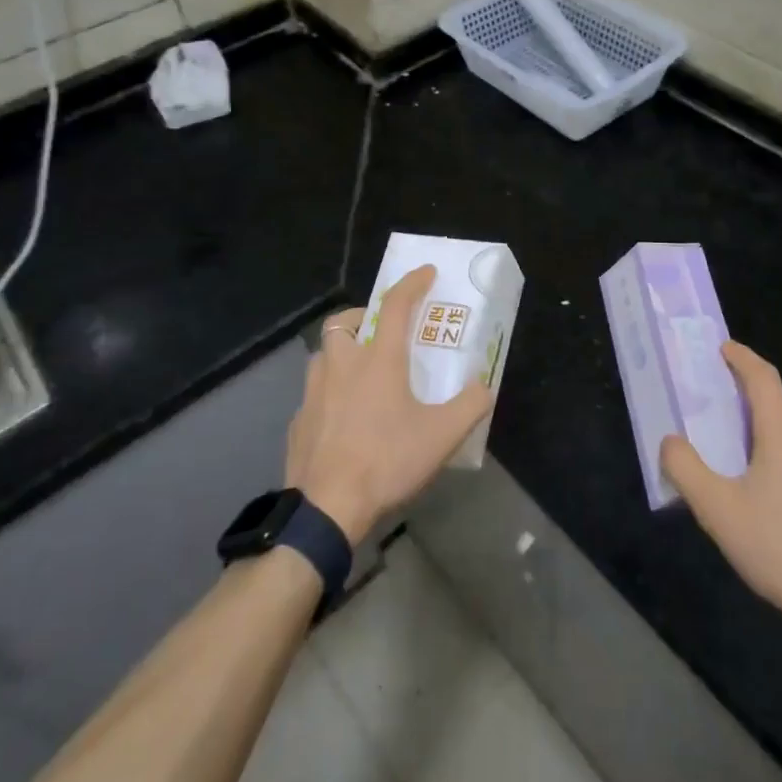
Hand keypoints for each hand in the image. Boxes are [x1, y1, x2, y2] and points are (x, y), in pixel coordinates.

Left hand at [285, 265, 493, 542]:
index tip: (425, 272)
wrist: (326, 508)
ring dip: (341, 353)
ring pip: (323, 356)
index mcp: (378, 360)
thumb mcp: (442, 436)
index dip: (411, 283)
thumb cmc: (387, 461)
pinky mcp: (298, 421)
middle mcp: (341, 366)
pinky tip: (341, 418)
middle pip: (342, 323)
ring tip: (359, 373)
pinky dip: (328, 393)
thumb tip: (483, 385)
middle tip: (378, 331)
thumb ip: (470, 404)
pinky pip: (312, 394)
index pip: (394, 306)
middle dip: (360, 317)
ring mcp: (313, 393)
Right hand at [661, 342, 781, 657]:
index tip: (724, 349)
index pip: (762, 377)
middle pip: (781, 406)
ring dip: (780, 433)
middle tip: (727, 422)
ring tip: (757, 462)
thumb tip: (670, 440)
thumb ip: (685, 468)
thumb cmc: (780, 547)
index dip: (741, 358)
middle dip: (754, 405)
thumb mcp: (717, 510)